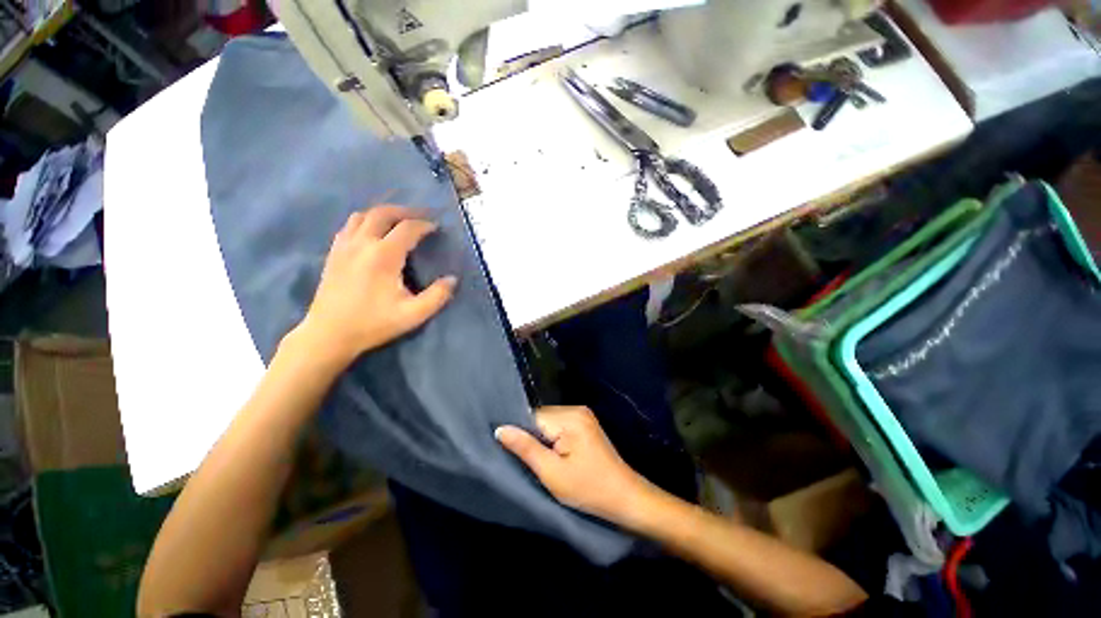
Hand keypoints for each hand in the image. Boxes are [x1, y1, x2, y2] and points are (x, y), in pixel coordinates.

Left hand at [292, 206, 456, 366]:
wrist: (329, 334)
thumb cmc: (373, 324)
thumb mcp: (413, 314)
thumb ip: (437, 296)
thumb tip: (452, 279)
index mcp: (383, 256)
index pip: (407, 228)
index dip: (424, 225)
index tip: (436, 228)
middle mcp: (362, 243)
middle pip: (383, 213)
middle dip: (404, 212)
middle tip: (420, 217)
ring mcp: (344, 246)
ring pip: (363, 215)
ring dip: (383, 214)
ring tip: (398, 222)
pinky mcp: (333, 253)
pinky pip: (349, 226)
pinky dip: (365, 222)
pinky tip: (373, 233)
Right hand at [495, 406, 655, 526]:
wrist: (624, 497)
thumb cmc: (588, 489)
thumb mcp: (552, 473)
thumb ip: (525, 448)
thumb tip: (500, 429)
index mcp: (570, 418)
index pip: (532, 417)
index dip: (521, 434)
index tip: (514, 452)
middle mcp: (576, 409)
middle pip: (541, 418)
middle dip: (533, 437)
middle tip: (534, 462)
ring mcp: (583, 414)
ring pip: (549, 422)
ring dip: (543, 439)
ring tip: (545, 460)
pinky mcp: (585, 423)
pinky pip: (559, 425)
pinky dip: (553, 439)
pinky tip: (556, 455)